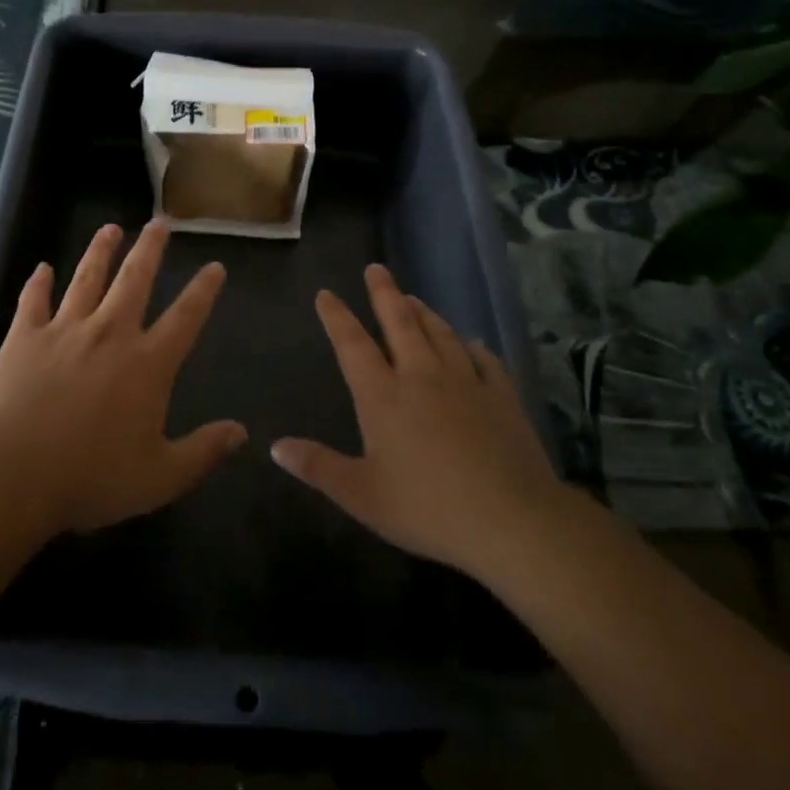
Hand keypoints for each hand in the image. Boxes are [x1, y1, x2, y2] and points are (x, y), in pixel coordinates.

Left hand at [0, 221, 246, 535]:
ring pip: (87, 277)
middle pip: (135, 279)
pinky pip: (34, 300)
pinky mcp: (25, 336)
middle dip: (150, 248)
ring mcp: (65, 329)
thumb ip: (202, 452)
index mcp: (147, 364)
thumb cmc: (90, 478)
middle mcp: (110, 333)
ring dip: (100, 250)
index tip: (214, 266)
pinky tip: (42, 268)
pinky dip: (38, 282)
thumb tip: (241, 432)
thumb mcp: (159, 477)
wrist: (13, 472)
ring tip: (110, 228)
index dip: (203, 290)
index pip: (185, 317)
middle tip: (160, 223)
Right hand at [271, 264, 567, 584]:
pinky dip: (473, 347)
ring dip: (424, 313)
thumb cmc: (428, 508)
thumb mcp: (362, 496)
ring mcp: (465, 382)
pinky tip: (472, 344)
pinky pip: (484, 360)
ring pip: (440, 334)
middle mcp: (421, 376)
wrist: (513, 521)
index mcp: (383, 396)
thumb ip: (319, 467)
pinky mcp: (502, 397)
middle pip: (400, 323)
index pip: (352, 344)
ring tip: (413, 298)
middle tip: (376, 268)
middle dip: (384, 293)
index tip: (326, 294)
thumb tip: (276, 447)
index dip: (337, 316)